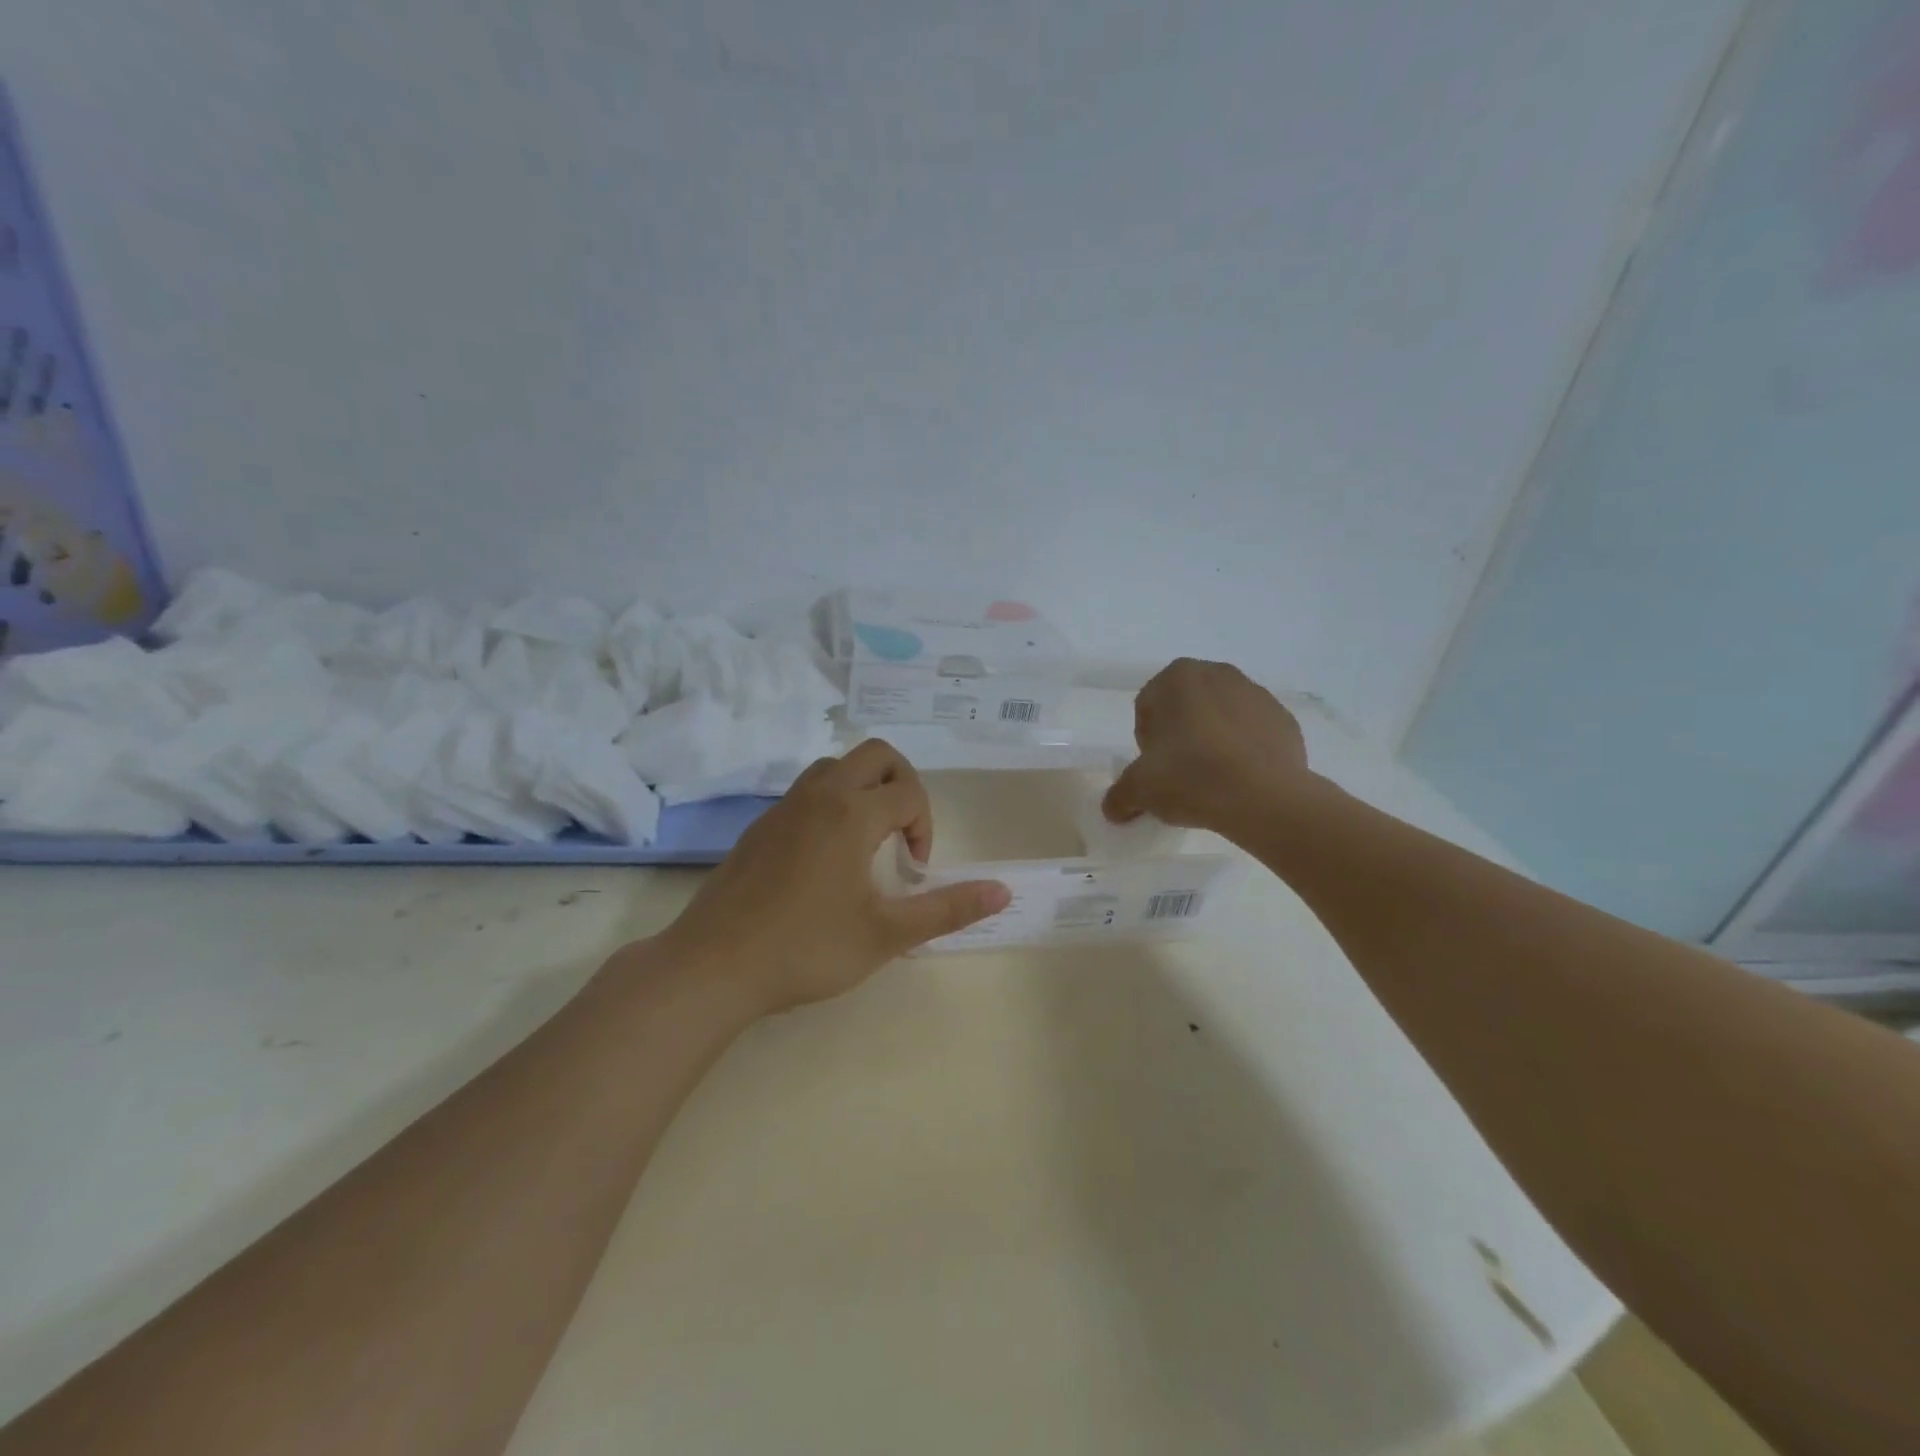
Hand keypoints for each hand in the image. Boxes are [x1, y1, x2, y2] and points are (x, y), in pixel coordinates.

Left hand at [658, 741, 1011, 1015]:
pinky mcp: (761, 826)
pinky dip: (833, 802)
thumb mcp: (886, 934)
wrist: (713, 966)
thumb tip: (1003, 890)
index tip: (915, 871)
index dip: (925, 828)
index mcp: (852, 814)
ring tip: (870, 840)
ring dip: (865, 788)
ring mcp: (784, 807)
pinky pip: (808, 791)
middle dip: (903, 784)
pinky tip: (828, 856)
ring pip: (836, 767)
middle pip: (876, 755)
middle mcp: (819, 796)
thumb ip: (947, 909)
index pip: (909, 793)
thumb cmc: (806, 949)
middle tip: (904, 832)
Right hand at [1103, 659, 1312, 835]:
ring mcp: (1256, 694)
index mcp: (1177, 677)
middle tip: (1180, 774)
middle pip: (1185, 708)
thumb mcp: (1139, 790)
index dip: (1147, 741)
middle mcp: (1218, 673)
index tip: (1155, 769)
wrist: (1264, 798)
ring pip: (1220, 718)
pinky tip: (1240, 780)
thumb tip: (1114, 809)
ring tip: (1212, 780)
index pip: (1148, 708)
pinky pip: (1252, 734)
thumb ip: (1119, 796)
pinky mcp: (1285, 719)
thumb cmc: (1190, 777)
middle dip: (1180, 736)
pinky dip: (1244, 751)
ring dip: (1212, 742)